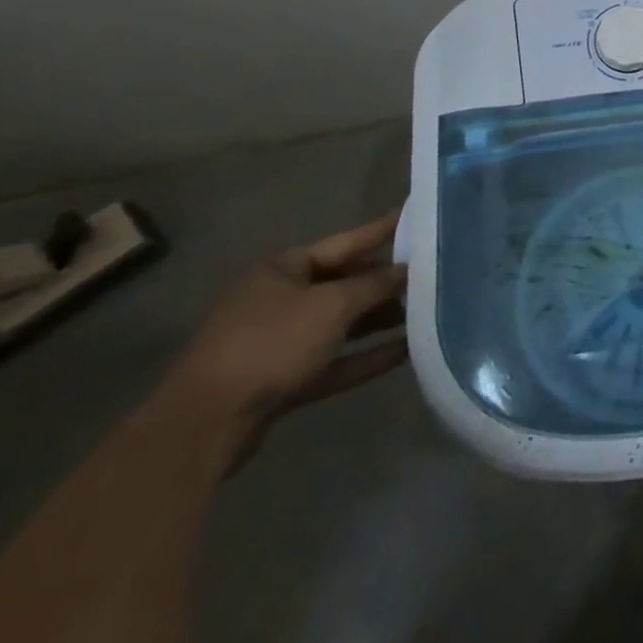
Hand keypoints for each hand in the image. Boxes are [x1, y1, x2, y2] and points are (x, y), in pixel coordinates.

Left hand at [162, 210, 408, 471]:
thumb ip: (375, 285)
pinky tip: (407, 352)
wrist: (204, 425)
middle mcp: (282, 299)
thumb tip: (408, 271)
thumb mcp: (332, 304)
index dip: (385, 230)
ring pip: (343, 324)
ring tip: (430, 312)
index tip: (421, 216)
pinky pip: (335, 360)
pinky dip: (367, 355)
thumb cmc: (270, 343)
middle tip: (437, 271)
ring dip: (382, 321)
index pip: (348, 241)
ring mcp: (281, 342)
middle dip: (389, 281)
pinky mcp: (284, 381)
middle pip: (347, 283)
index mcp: (285, 268)